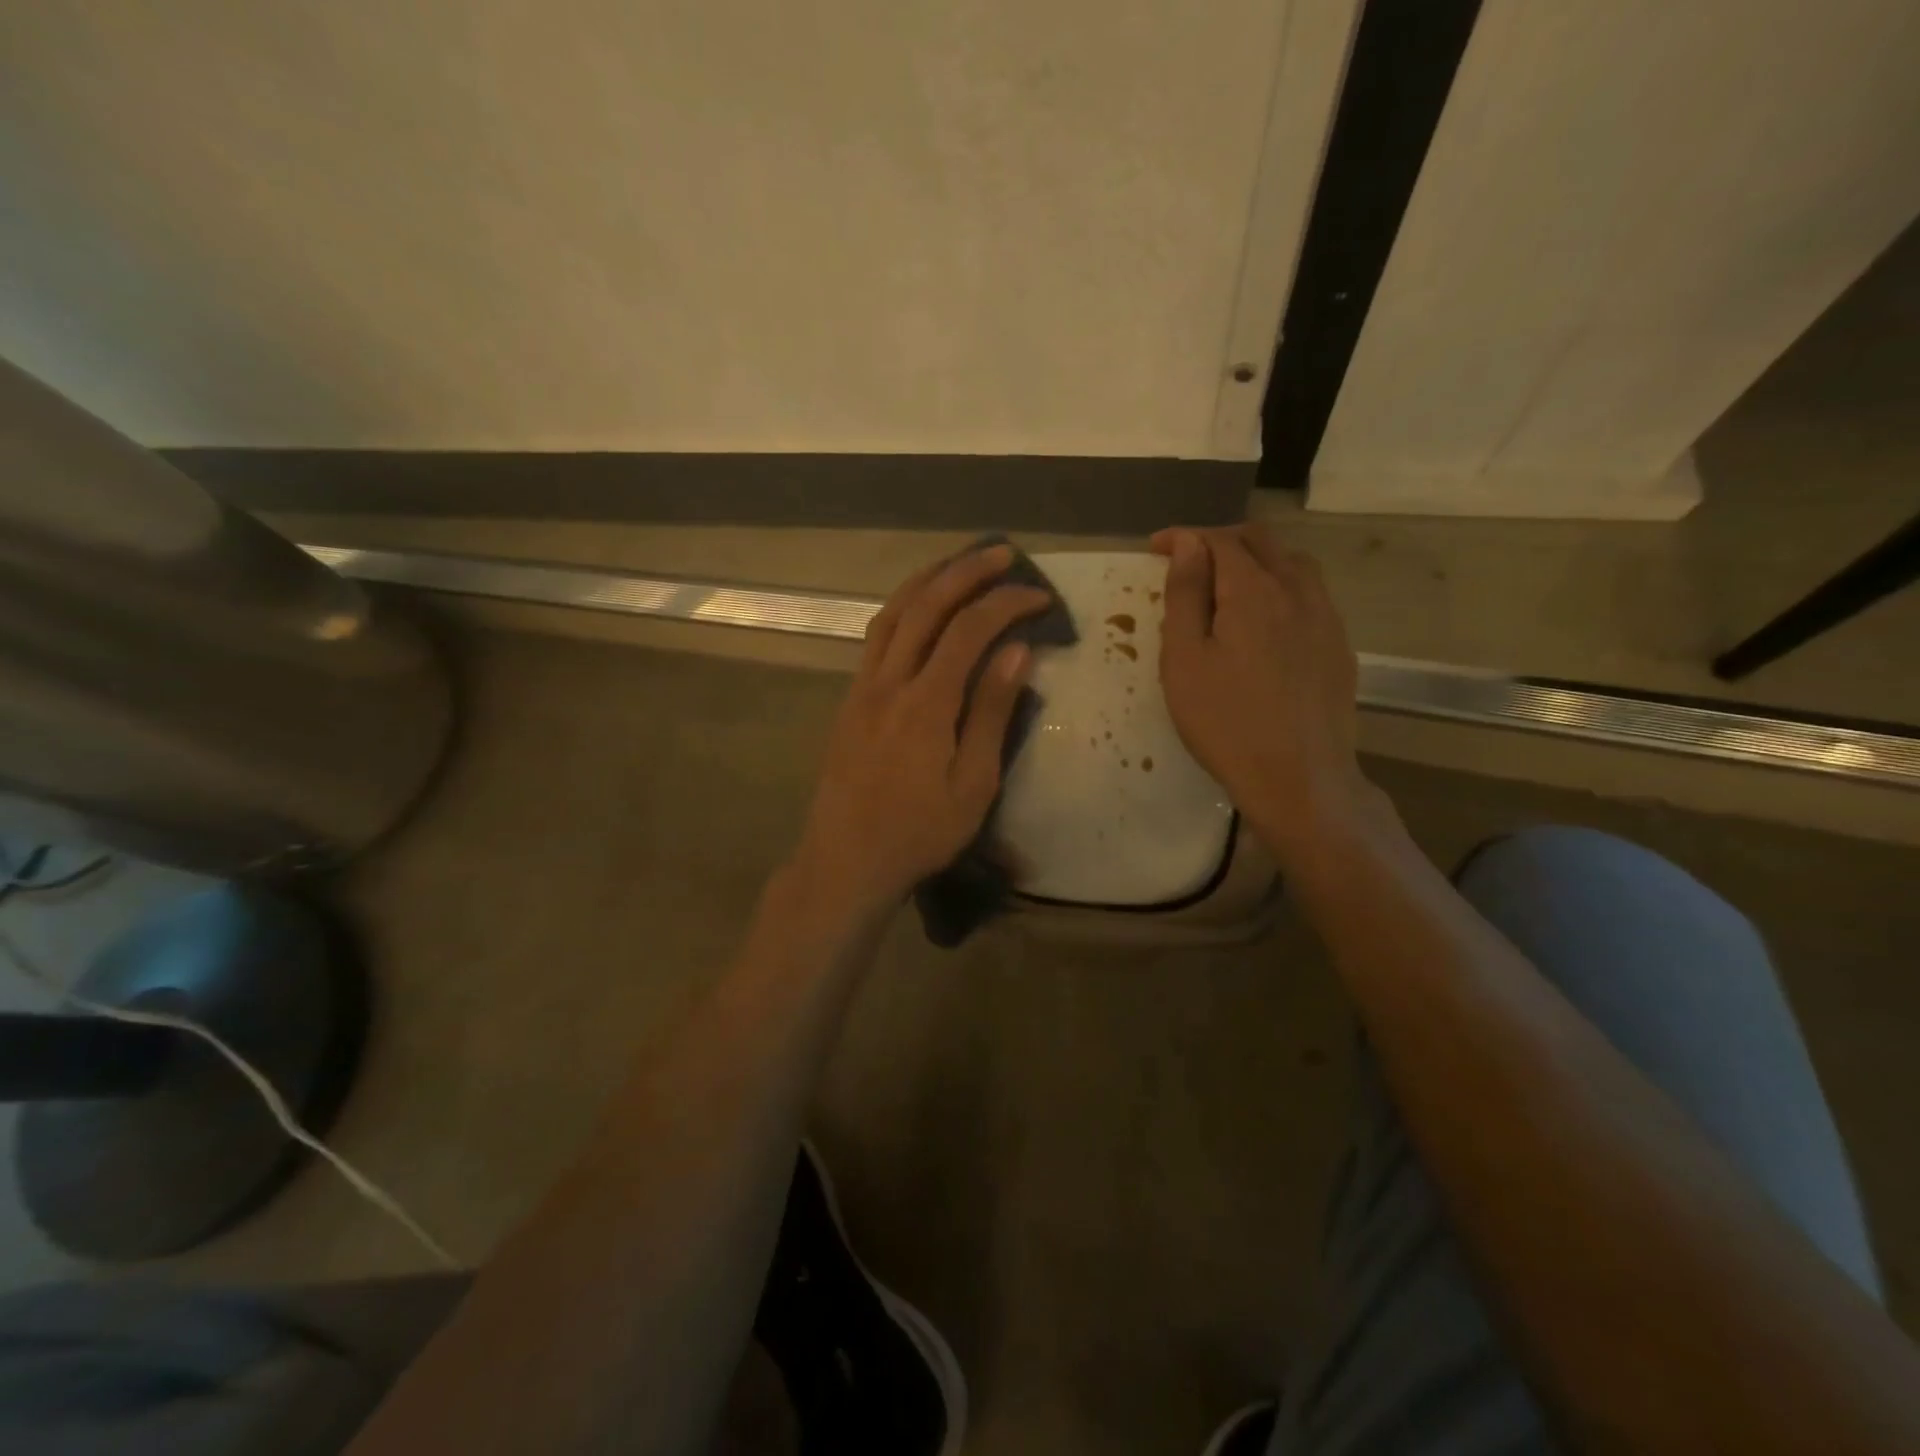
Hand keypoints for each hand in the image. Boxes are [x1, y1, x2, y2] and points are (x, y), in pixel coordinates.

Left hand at [789, 543, 1048, 916]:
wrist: (845, 860)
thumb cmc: (919, 832)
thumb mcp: (973, 783)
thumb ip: (991, 712)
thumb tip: (1018, 651)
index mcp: (925, 703)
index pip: (969, 630)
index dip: (1006, 604)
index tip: (1040, 597)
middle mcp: (888, 682)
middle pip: (926, 605)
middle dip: (966, 571)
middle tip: (1002, 553)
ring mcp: (862, 688)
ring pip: (893, 614)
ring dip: (928, 580)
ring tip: (960, 564)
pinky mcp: (850, 700)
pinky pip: (876, 637)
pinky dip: (903, 608)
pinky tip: (919, 609)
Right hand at [1152, 525, 1377, 864]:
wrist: (1298, 779)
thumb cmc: (1225, 722)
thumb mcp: (1185, 660)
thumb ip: (1185, 596)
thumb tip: (1188, 544)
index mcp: (1253, 591)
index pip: (1219, 541)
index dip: (1185, 537)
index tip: (1155, 547)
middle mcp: (1297, 591)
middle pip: (1261, 542)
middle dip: (1220, 541)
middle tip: (1188, 561)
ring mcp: (1326, 617)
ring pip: (1293, 564)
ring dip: (1256, 560)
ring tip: (1227, 583)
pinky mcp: (1339, 645)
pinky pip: (1311, 594)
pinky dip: (1281, 586)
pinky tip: (1267, 618)